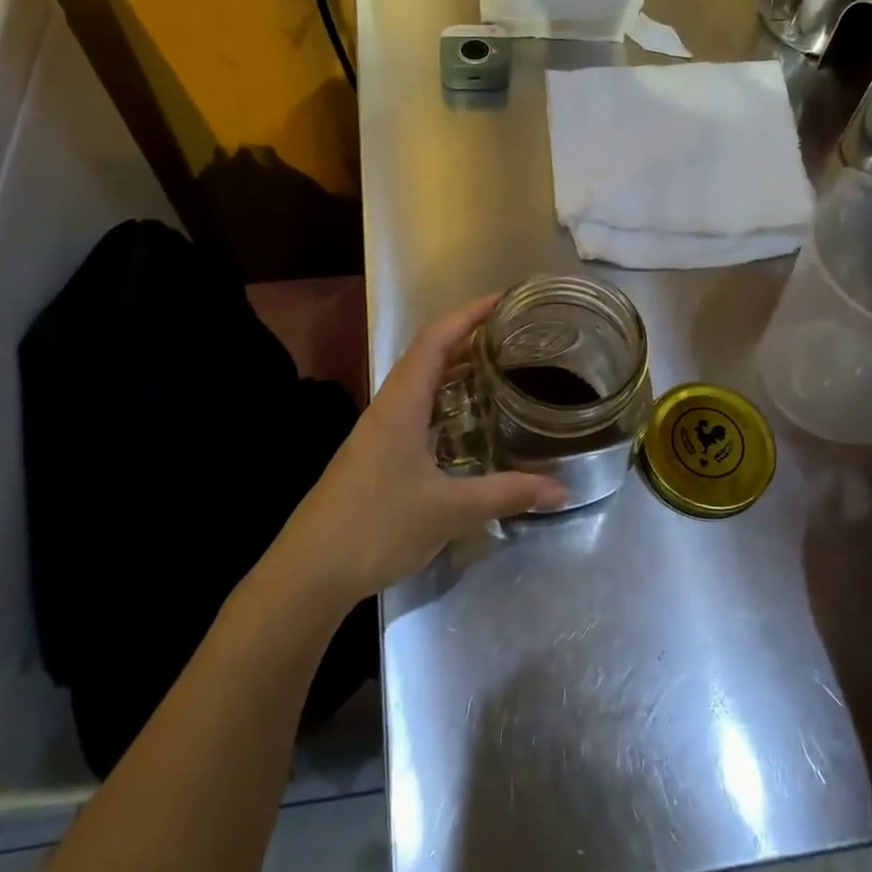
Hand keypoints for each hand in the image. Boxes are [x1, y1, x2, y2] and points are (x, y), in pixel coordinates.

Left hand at [274, 295, 569, 606]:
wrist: (310, 571)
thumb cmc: (376, 526)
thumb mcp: (449, 510)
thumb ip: (505, 494)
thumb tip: (561, 488)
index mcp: (400, 404)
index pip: (435, 340)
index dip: (467, 314)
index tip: (503, 300)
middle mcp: (387, 408)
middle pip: (427, 356)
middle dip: (468, 339)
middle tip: (512, 337)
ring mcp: (377, 432)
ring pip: (420, 386)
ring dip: (455, 372)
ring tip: (497, 370)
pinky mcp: (376, 456)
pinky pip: (416, 412)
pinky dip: (444, 404)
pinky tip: (466, 425)